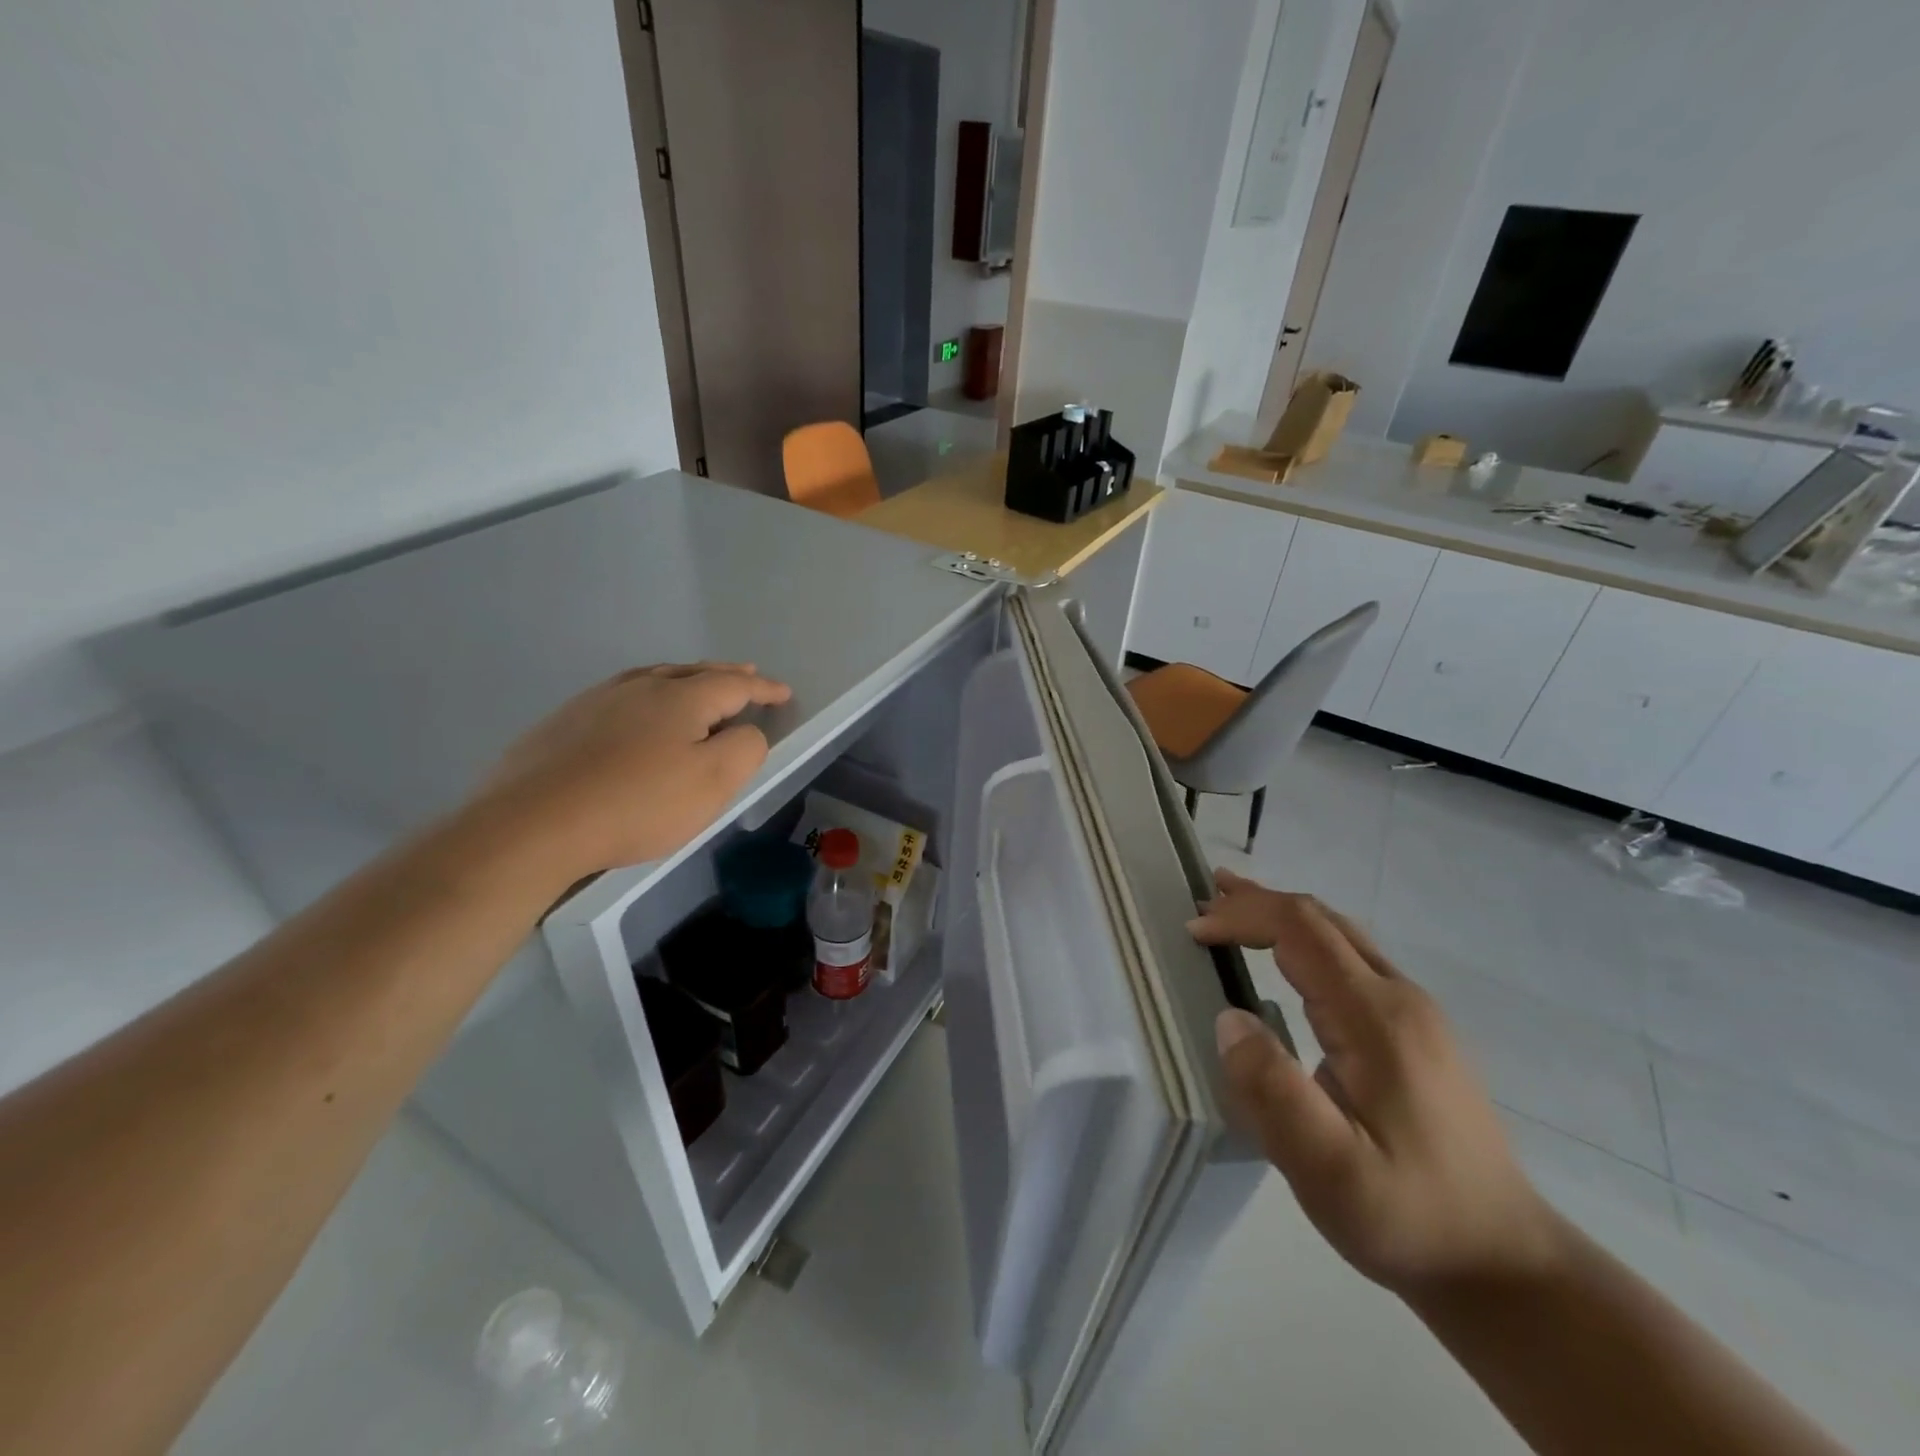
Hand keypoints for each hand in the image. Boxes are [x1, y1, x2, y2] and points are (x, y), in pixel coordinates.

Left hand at [474, 663, 791, 884]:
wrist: (533, 824)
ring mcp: (597, 700)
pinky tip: (639, 713)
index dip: (763, 688)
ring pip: (654, 678)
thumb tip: (747, 731)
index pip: (735, 684)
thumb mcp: (712, 783)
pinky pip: (622, 695)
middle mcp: (640, 686)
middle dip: (726, 674)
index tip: (784, 693)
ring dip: (685, 679)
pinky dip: (648, 695)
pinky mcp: (565, 722)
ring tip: (697, 684)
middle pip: (693, 672)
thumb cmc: (637, 804)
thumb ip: (744, 749)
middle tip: (747, 674)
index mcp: (681, 697)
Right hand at [1189, 869, 1559, 1296]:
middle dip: (1258, 901)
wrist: (1506, 1265)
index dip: (1243, 916)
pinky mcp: (1418, 1035)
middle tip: (1204, 898)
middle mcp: (1400, 999)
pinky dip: (1305, 943)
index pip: (1300, 930)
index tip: (1194, 932)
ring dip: (1282, 918)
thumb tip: (1229, 1018)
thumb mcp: (1329, 1169)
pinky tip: (1286, 961)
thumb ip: (1273, 1091)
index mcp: (1376, 1017)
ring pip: (1340, 937)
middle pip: (1321, 920)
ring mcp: (1415, 1015)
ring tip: (1233, 913)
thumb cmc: (1409, 1216)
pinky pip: (1352, 962)